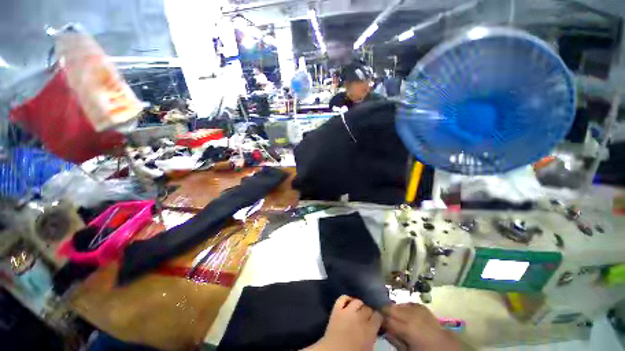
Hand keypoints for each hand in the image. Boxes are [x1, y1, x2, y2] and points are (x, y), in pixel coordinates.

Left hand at [306, 295, 382, 350]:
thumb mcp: (368, 348)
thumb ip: (373, 336)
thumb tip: (375, 330)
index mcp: (369, 329)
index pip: (378, 315)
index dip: (378, 317)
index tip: (378, 320)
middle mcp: (359, 317)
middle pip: (368, 307)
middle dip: (369, 311)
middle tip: (368, 317)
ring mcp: (347, 311)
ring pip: (357, 301)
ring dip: (359, 305)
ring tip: (359, 310)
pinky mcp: (336, 310)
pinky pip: (342, 298)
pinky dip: (346, 298)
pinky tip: (348, 303)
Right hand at [383, 303, 460, 350]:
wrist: (445, 346)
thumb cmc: (424, 350)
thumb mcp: (406, 349)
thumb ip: (393, 338)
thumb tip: (381, 328)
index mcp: (408, 327)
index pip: (386, 318)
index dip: (379, 319)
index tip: (375, 321)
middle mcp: (411, 313)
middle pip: (390, 307)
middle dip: (384, 312)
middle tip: (382, 319)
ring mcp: (417, 307)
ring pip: (397, 304)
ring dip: (393, 310)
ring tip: (393, 318)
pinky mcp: (420, 305)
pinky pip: (406, 304)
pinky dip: (402, 308)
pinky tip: (403, 315)